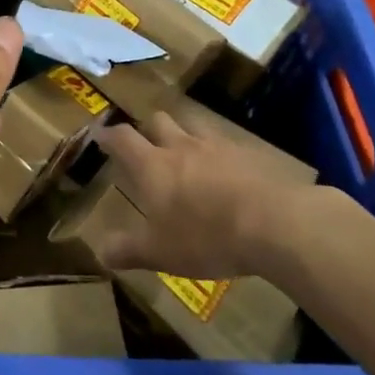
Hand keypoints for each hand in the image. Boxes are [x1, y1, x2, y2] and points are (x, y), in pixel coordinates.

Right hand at [92, 109, 343, 281]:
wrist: (273, 224)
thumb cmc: (205, 236)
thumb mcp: (160, 252)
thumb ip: (129, 250)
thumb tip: (101, 252)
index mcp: (153, 166)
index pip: (122, 139)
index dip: (108, 135)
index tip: (100, 135)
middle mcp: (181, 147)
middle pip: (158, 121)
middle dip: (149, 128)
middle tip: (146, 143)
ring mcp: (217, 147)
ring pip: (193, 125)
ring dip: (185, 133)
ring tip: (186, 150)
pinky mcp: (249, 155)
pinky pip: (227, 144)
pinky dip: (219, 152)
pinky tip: (227, 171)